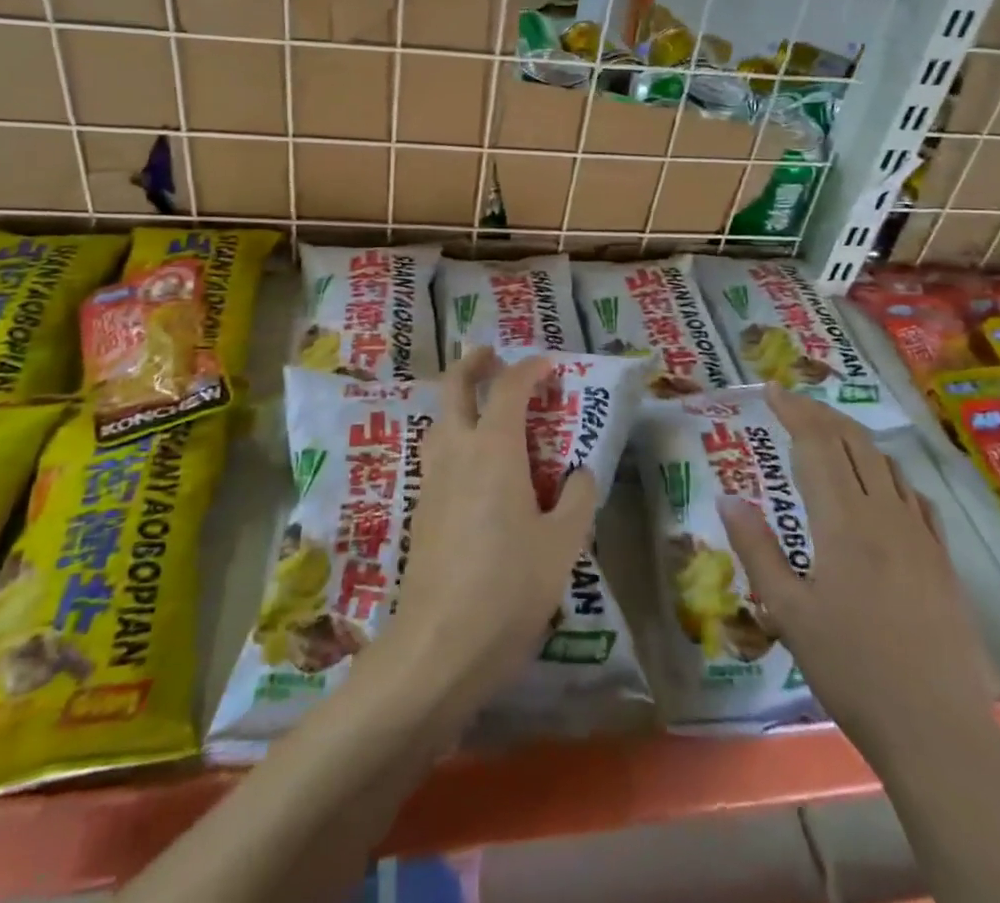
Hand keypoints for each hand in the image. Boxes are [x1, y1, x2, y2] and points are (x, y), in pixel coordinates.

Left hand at [379, 349, 596, 716]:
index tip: (548, 366)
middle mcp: (457, 451)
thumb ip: (576, 498)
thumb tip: (578, 474)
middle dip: (472, 364)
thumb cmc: (510, 586)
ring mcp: (432, 479)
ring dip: (457, 401)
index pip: (509, 388)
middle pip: (454, 387)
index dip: (529, 369)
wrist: (440, 644)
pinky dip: (453, 439)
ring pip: (438, 420)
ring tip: (481, 408)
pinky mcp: (421, 510)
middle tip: (491, 355)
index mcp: (494, 448)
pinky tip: (473, 468)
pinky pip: (437, 455)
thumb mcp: (562, 543)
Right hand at [719, 385, 996, 758]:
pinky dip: (888, 473)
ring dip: (853, 437)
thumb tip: (728, 497)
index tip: (771, 390)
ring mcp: (920, 535)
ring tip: (827, 433)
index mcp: (843, 522)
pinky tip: (880, 485)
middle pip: (853, 442)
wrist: (938, 730)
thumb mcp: (788, 612)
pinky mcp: (942, 559)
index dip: (793, 411)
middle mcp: (885, 514)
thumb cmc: (851, 671)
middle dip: (820, 413)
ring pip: (886, 464)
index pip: (816, 444)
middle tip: (791, 402)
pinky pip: (914, 496)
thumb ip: (757, 549)